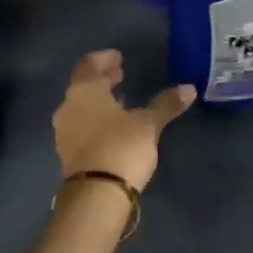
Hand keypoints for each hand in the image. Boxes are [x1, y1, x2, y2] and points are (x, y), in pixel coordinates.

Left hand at [52, 50, 194, 191]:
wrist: (96, 195)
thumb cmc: (121, 147)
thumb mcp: (148, 124)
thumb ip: (165, 104)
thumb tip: (189, 88)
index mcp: (85, 90)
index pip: (89, 64)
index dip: (104, 59)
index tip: (118, 58)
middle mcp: (68, 106)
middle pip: (83, 85)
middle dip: (101, 79)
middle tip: (120, 75)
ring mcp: (64, 131)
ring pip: (79, 106)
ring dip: (97, 100)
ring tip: (118, 101)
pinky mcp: (66, 152)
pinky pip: (79, 125)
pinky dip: (93, 119)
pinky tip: (110, 127)